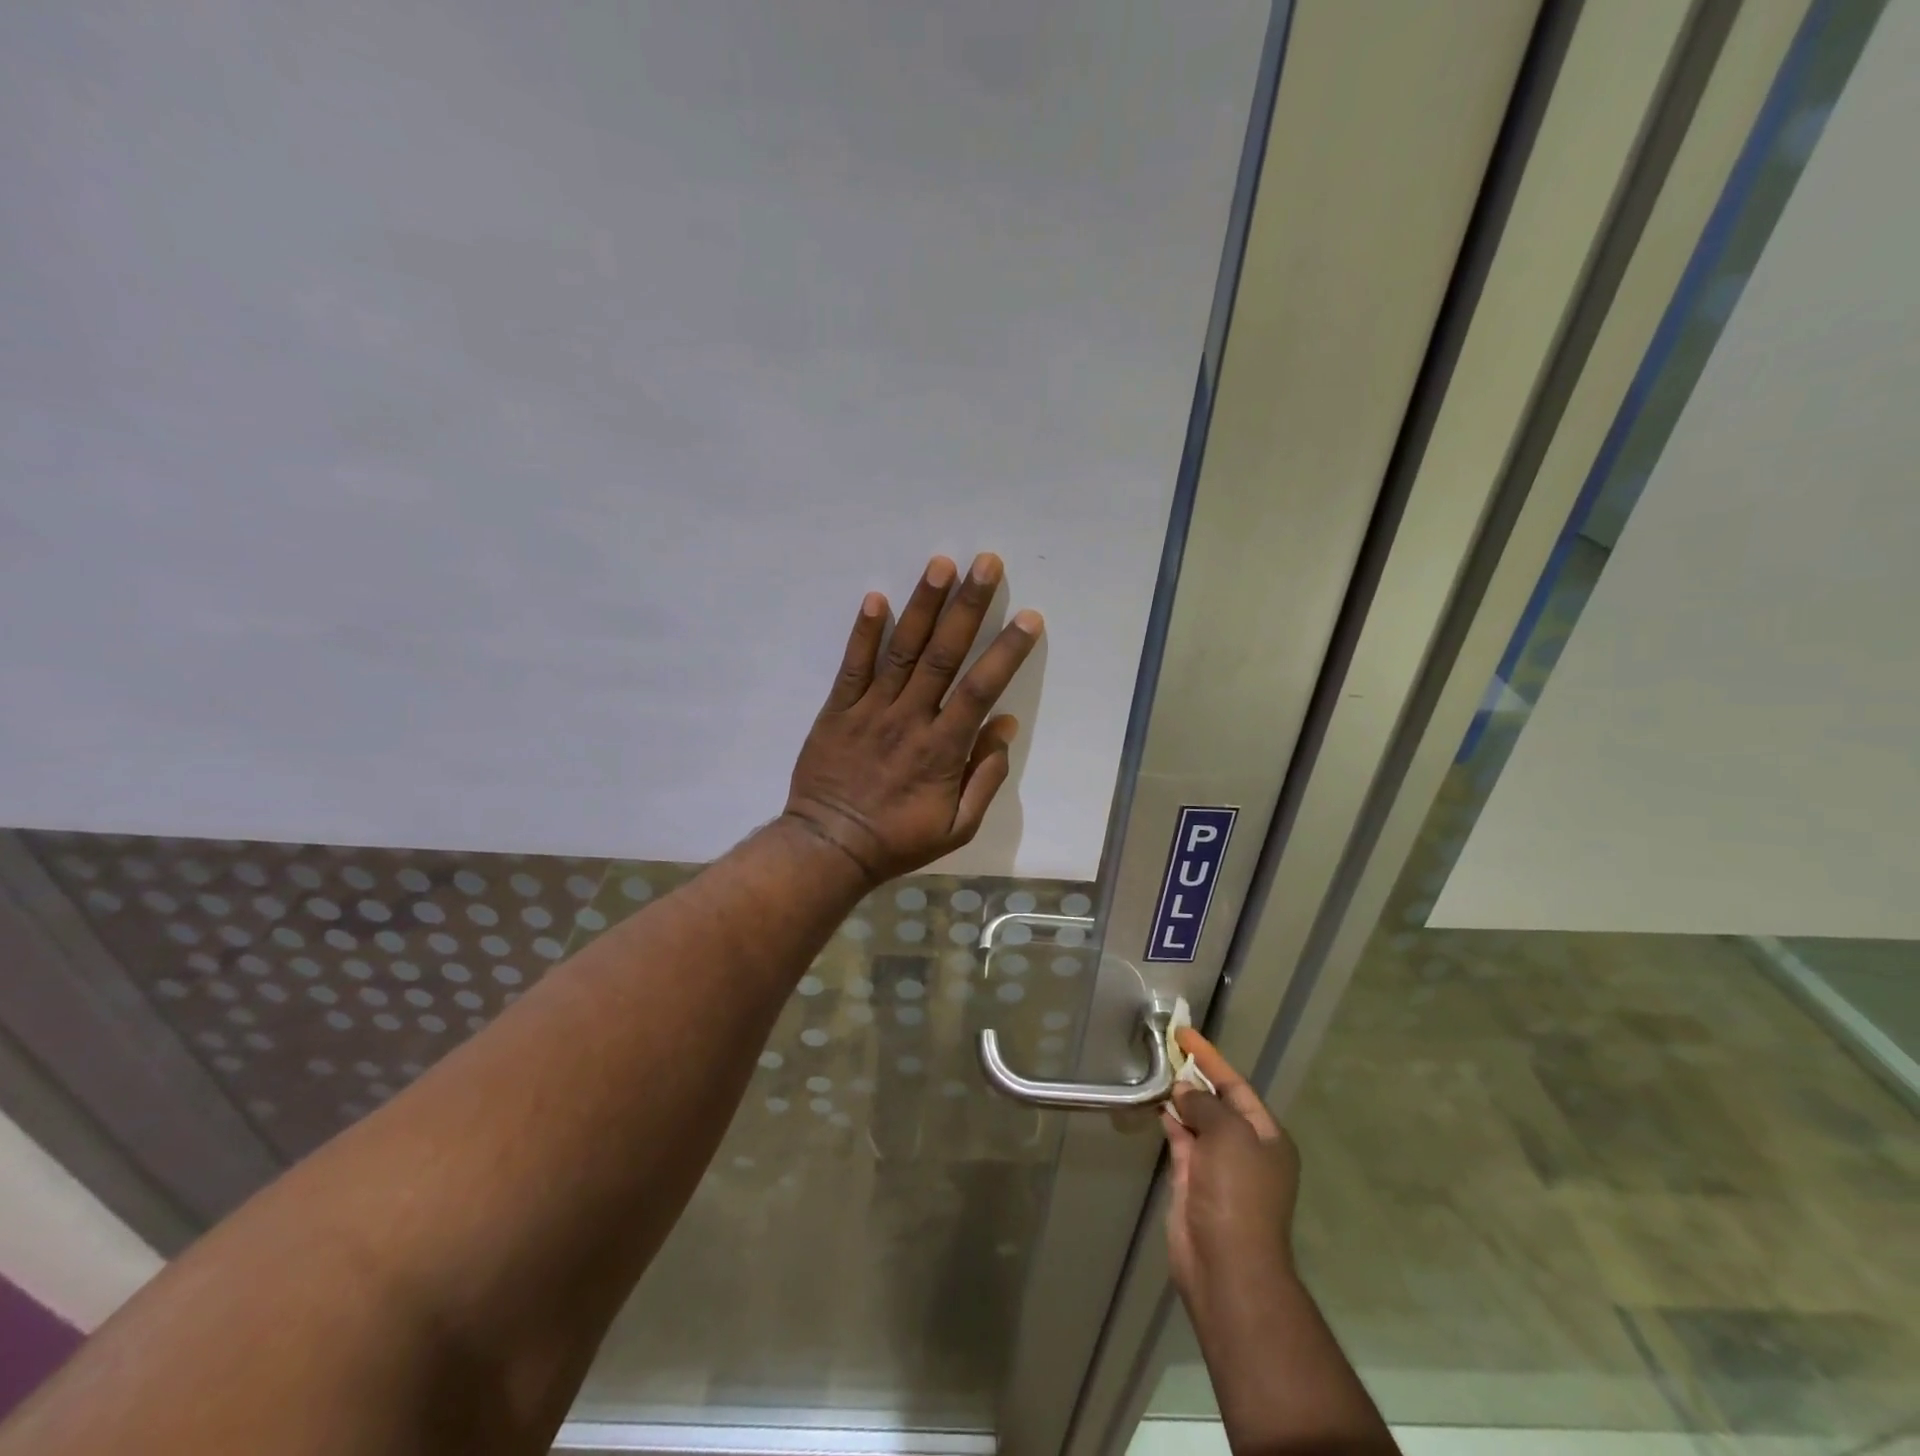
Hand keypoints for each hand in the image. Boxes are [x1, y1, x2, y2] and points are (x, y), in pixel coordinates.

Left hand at [783, 553, 1041, 885]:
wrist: (829, 847)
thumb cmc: (897, 840)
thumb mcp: (957, 827)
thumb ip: (985, 777)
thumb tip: (1005, 725)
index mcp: (943, 748)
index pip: (980, 689)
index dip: (1006, 651)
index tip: (1029, 617)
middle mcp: (909, 719)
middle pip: (944, 655)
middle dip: (968, 606)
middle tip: (986, 563)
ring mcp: (870, 710)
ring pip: (902, 651)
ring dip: (922, 606)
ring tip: (940, 564)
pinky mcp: (837, 710)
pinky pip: (852, 666)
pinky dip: (863, 633)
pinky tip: (875, 598)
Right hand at [1161, 1028, 1301, 1318]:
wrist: (1226, 1264)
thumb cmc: (1238, 1193)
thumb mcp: (1228, 1135)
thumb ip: (1205, 1104)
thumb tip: (1184, 1090)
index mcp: (1267, 1137)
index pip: (1236, 1085)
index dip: (1210, 1058)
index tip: (1184, 1034)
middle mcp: (1245, 1148)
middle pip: (1217, 1101)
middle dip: (1194, 1075)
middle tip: (1166, 1047)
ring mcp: (1218, 1166)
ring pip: (1197, 1120)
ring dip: (1179, 1096)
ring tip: (1155, 1068)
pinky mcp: (1192, 1181)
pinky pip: (1181, 1140)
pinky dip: (1169, 1120)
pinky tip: (1155, 1102)